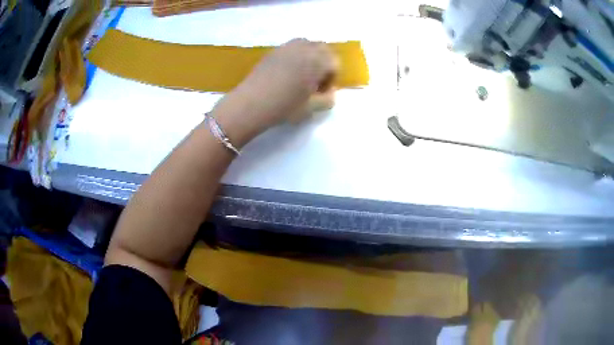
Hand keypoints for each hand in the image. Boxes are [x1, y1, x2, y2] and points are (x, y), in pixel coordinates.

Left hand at [214, 39, 338, 146]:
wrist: (251, 104)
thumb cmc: (285, 106)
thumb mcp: (312, 108)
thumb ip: (328, 99)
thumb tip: (329, 93)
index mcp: (318, 60)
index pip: (335, 63)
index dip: (332, 79)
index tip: (322, 92)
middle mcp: (304, 47)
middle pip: (323, 49)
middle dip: (323, 64)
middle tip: (314, 82)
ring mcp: (287, 47)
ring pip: (307, 45)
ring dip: (310, 58)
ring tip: (301, 76)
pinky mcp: (274, 51)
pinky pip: (292, 49)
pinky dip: (296, 57)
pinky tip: (286, 74)